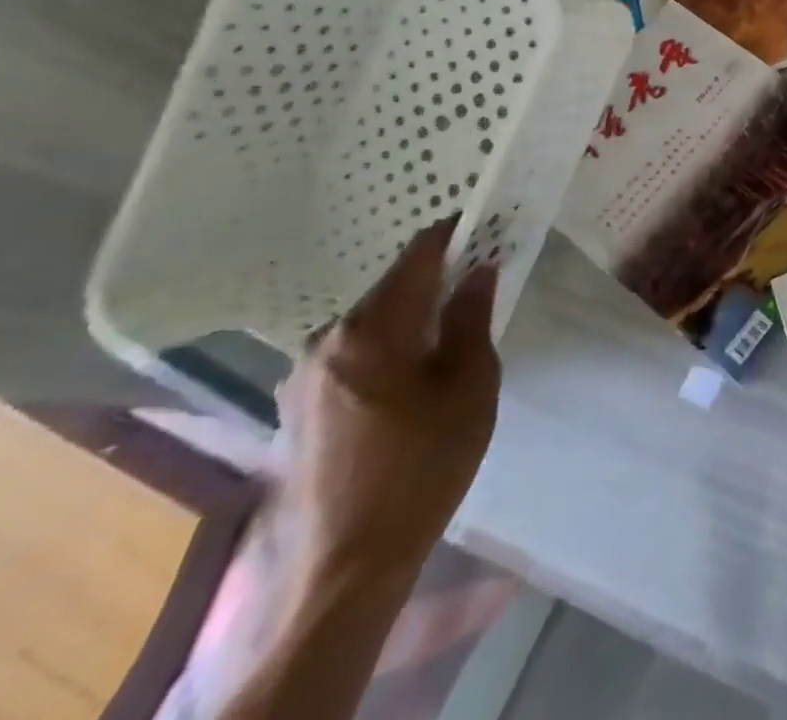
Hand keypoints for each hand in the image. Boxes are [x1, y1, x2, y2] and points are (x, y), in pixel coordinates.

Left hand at [273, 218, 500, 586]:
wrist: (348, 564)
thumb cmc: (425, 463)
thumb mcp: (470, 384)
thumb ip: (471, 318)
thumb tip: (479, 268)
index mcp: (370, 329)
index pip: (418, 256)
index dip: (455, 232)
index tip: (489, 222)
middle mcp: (326, 342)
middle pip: (392, 289)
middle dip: (437, 279)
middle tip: (482, 281)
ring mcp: (303, 378)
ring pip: (371, 323)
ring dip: (411, 317)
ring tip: (452, 332)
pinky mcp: (297, 410)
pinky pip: (353, 356)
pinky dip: (388, 348)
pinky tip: (414, 376)